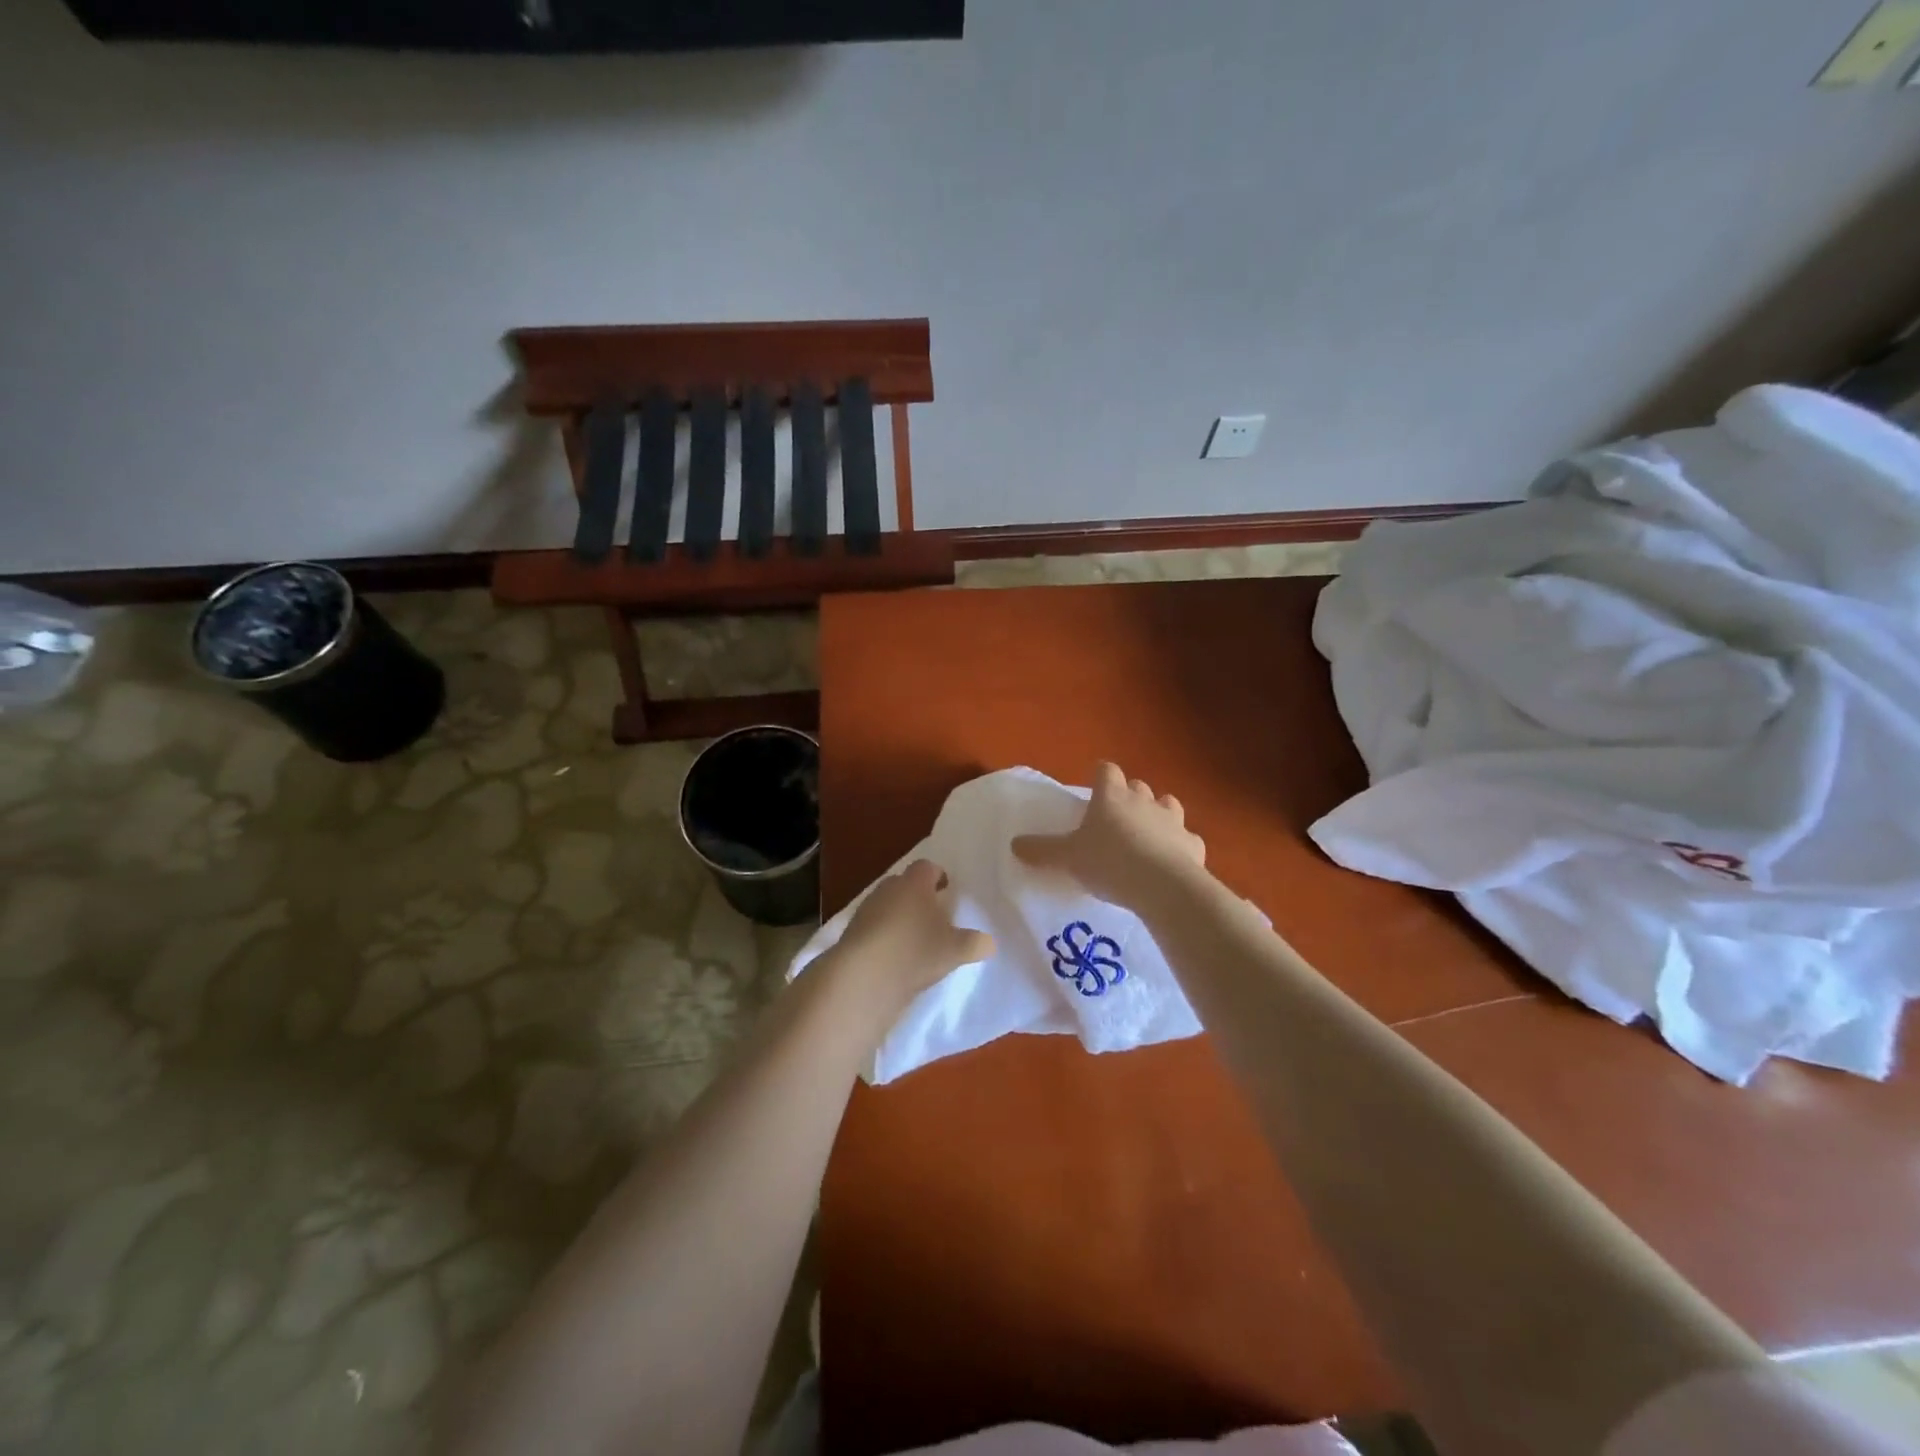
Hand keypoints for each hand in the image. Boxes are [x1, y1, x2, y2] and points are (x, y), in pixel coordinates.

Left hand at [827, 860, 994, 1025]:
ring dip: (899, 917)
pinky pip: (873, 927)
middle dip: (918, 896)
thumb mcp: (955, 950)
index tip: (947, 890)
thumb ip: (975, 943)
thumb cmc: (915, 950)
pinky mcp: (851, 933)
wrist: (863, 976)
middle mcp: (888, 888)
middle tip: (934, 916)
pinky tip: (894, 957)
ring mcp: (866, 909)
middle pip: (905, 884)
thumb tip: (989, 942)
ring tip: (914, 940)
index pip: (928, 867)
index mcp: (915, 883)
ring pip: (887, 905)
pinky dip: (884, 936)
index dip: (938, 876)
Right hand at [1013, 762, 1206, 912]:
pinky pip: (1187, 839)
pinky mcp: (1194, 844)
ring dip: (1158, 814)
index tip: (1093, 785)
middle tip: (1116, 817)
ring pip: (1168, 804)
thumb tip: (1014, 843)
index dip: (1100, 775)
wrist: (1162, 887)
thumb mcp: (1067, 858)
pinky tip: (1172, 860)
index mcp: (1111, 796)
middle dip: (1129, 796)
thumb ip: (1042, 850)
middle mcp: (1144, 801)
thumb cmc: (1108, 862)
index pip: (1106, 770)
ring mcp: (1173, 821)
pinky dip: (1180, 845)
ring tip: (1147, 834)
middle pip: (1138, 786)